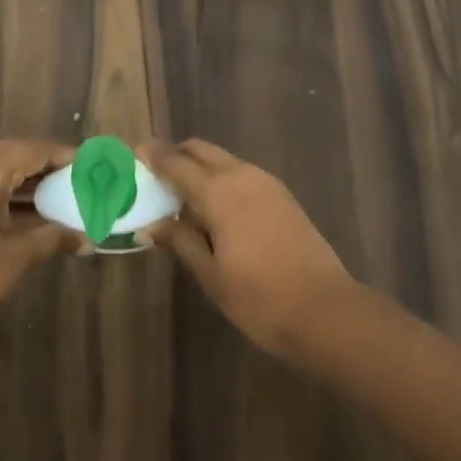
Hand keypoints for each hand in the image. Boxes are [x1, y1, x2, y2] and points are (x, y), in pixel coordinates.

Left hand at [0, 139, 80, 345]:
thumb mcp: (13, 258)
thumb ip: (51, 238)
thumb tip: (88, 239)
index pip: (34, 150)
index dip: (65, 156)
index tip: (92, 165)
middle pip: (15, 154)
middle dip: (47, 167)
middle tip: (79, 181)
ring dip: (27, 181)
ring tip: (61, 196)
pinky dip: (6, 192)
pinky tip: (29, 211)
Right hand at [144, 140, 355, 358]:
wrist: (326, 310)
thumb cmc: (260, 298)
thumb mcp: (211, 275)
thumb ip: (180, 241)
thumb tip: (152, 224)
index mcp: (218, 192)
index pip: (176, 163)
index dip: (153, 156)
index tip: (134, 151)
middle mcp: (241, 175)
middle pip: (201, 150)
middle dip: (177, 155)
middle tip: (156, 174)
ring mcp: (266, 182)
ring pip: (223, 159)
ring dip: (200, 166)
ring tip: (182, 195)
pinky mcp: (282, 195)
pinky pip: (241, 173)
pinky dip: (221, 178)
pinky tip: (215, 208)